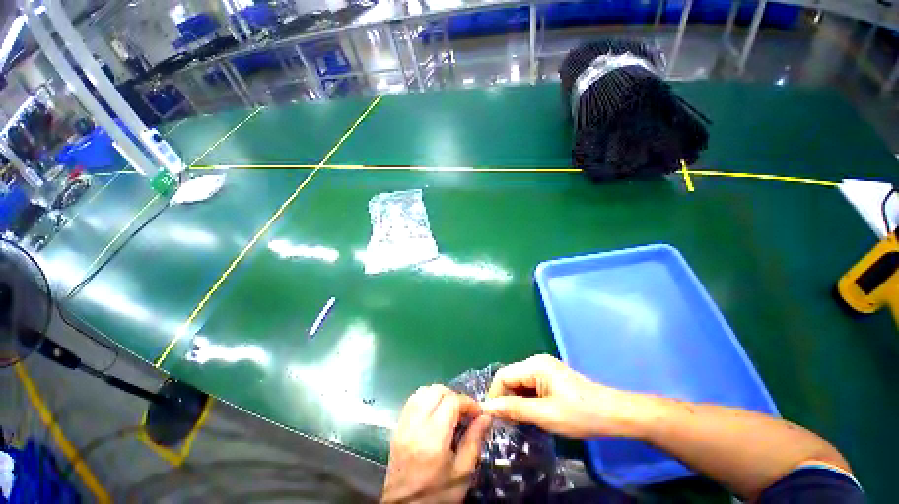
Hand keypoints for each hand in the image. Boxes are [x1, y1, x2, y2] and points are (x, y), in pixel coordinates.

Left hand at [382, 385, 491, 503]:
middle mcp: (416, 426)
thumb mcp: (462, 473)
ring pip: (423, 391)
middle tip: (464, 411)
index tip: (477, 412)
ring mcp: (404, 425)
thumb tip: (485, 416)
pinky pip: (412, 400)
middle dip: (454, 395)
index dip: (468, 402)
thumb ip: (474, 441)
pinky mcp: (397, 427)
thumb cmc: (438, 494)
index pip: (451, 401)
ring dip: (439, 395)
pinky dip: (426, 398)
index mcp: (433, 439)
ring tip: (449, 410)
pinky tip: (434, 411)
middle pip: (436, 390)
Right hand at [482, 354, 651, 438]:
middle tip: (506, 423)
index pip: (503, 376)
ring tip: (517, 421)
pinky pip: (530, 386)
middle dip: (505, 399)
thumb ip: (515, 409)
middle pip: (510, 378)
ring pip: (519, 383)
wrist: (614, 414)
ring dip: (515, 401)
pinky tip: (530, 414)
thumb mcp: (545, 415)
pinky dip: (526, 400)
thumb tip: (488, 407)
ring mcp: (544, 369)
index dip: (495, 395)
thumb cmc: (580, 414)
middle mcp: (536, 362)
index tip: (493, 418)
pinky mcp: (550, 377)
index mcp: (535, 365)